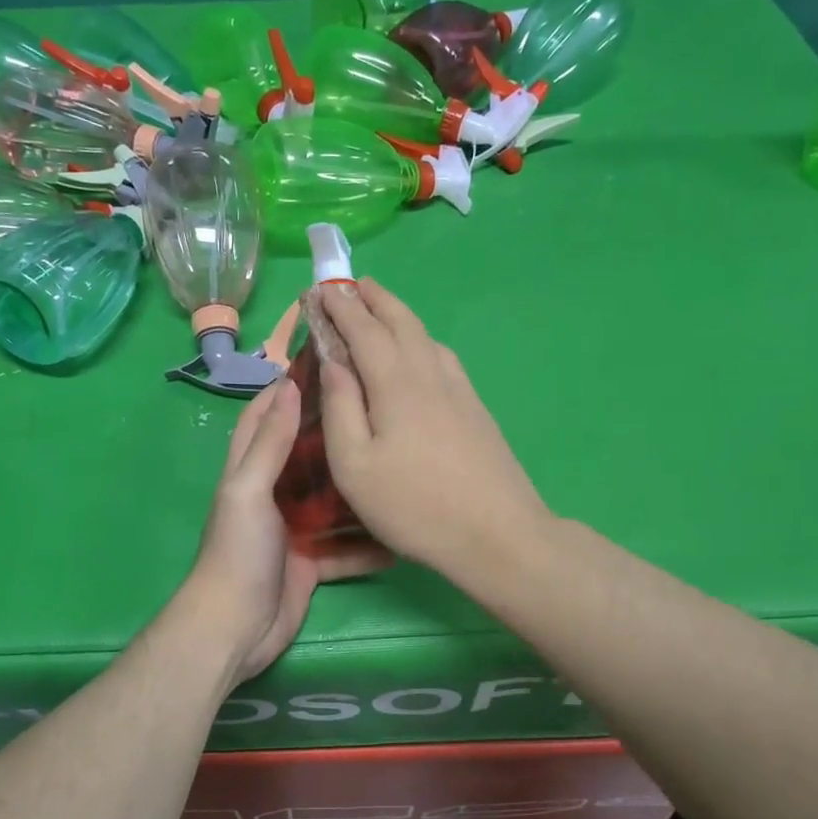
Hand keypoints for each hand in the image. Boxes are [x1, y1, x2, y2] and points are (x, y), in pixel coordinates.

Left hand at [184, 378, 390, 684]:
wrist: (236, 628)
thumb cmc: (239, 551)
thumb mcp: (249, 489)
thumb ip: (270, 443)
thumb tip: (289, 386)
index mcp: (249, 471)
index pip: (264, 417)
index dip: (286, 390)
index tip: (326, 365)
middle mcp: (271, 494)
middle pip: (305, 455)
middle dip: (334, 435)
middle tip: (379, 411)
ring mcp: (293, 530)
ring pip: (331, 501)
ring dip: (358, 490)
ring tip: (398, 465)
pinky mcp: (311, 562)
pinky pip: (345, 547)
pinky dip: (367, 544)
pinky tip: (400, 533)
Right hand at [318, 278, 552, 575]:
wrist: (497, 534)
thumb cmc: (413, 506)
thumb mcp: (355, 465)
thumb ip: (340, 408)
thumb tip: (332, 361)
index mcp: (396, 384)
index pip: (364, 330)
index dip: (340, 307)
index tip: (320, 289)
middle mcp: (430, 374)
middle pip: (401, 322)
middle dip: (374, 299)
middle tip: (352, 284)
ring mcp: (459, 390)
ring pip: (426, 337)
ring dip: (399, 316)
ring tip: (381, 310)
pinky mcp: (476, 408)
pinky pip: (443, 357)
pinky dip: (422, 340)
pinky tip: (421, 353)